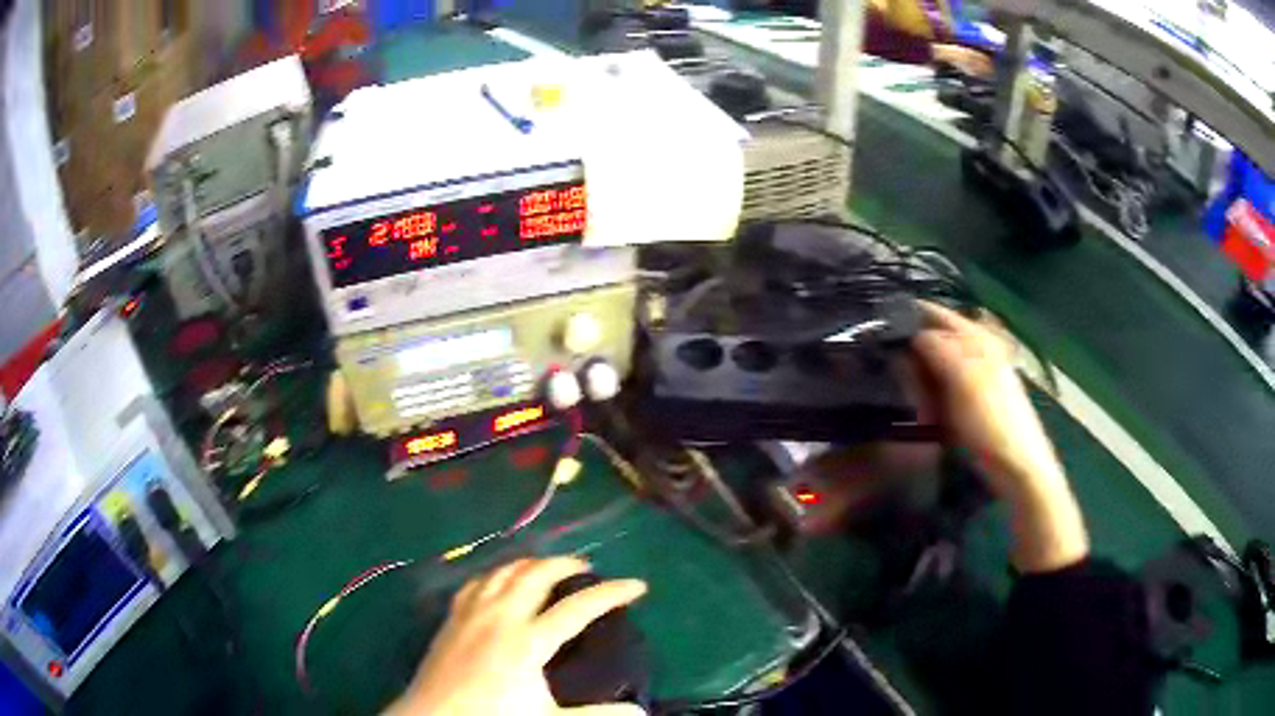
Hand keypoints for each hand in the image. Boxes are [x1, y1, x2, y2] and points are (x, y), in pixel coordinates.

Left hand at [386, 557, 648, 715]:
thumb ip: (597, 715)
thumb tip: (641, 711)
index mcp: (528, 640)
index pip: (578, 608)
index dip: (611, 593)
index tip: (638, 585)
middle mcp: (500, 616)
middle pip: (536, 574)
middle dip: (565, 563)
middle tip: (587, 568)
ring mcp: (471, 613)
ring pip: (503, 571)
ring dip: (530, 563)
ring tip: (548, 568)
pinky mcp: (451, 618)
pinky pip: (476, 581)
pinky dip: (496, 573)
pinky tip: (500, 581)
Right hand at [912, 302, 1088, 572]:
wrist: (1017, 466)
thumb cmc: (992, 420)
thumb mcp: (962, 378)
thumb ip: (937, 348)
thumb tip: (912, 333)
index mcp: (977, 336)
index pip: (936, 314)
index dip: (908, 318)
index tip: (879, 332)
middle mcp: (976, 349)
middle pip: (933, 340)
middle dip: (911, 355)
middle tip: (890, 372)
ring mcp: (975, 376)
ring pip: (935, 368)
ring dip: (919, 382)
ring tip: (910, 398)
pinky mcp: (971, 401)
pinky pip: (941, 391)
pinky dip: (929, 400)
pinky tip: (925, 415)